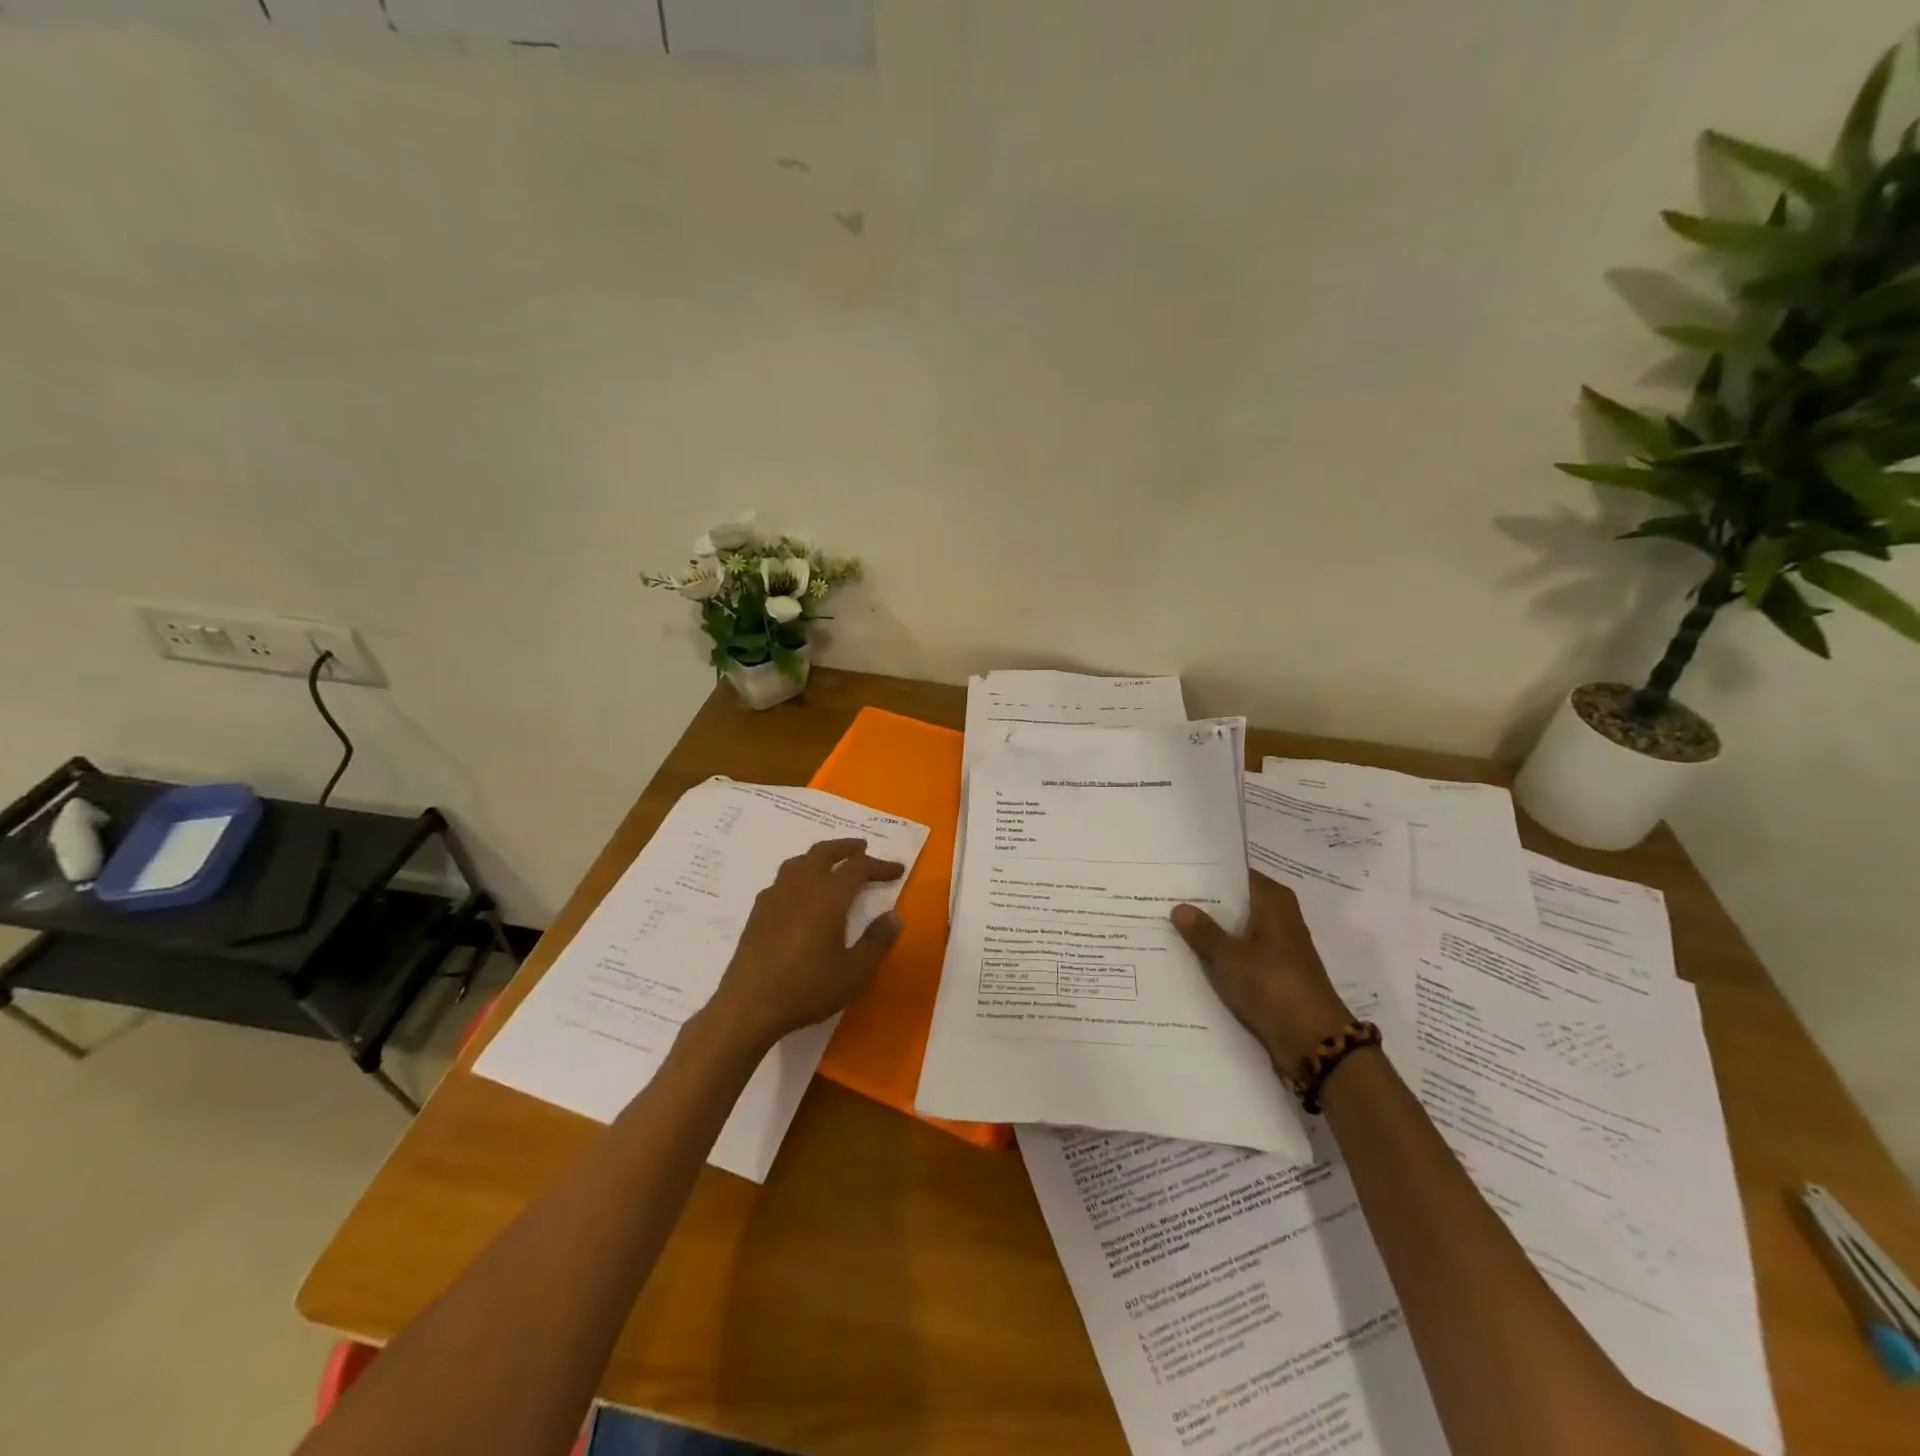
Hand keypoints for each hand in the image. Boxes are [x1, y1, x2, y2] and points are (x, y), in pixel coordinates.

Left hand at [703, 838, 905, 1052]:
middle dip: (846, 847)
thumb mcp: (854, 972)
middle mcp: (800, 887)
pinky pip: (782, 879)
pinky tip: (800, 893)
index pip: (858, 867)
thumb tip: (894, 916)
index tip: (897, 870)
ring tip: (832, 864)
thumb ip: (877, 941)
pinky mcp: (758, 912)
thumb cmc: (807, 988)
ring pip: (799, 862)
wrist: (748, 1006)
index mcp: (828, 896)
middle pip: (824, 852)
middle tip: (863, 848)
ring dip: (820, 856)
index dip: (880, 865)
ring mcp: (775, 897)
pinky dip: (799, 874)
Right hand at [1171, 871, 1353, 1073]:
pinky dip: (1221, 954)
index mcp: (1274, 902)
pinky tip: (1189, 956)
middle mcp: (1279, 918)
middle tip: (1163, 896)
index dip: (1207, 873)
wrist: (1314, 1042)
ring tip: (1167, 923)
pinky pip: (1241, 954)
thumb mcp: (1230, 957)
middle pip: (1236, 902)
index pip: (1237, 874)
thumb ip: (1203, 931)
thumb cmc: (1274, 986)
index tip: (1176, 871)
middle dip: (1204, 902)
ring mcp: (1278, 947)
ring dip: (1211, 930)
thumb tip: (1180, 907)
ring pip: (1237, 929)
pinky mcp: (1274, 973)